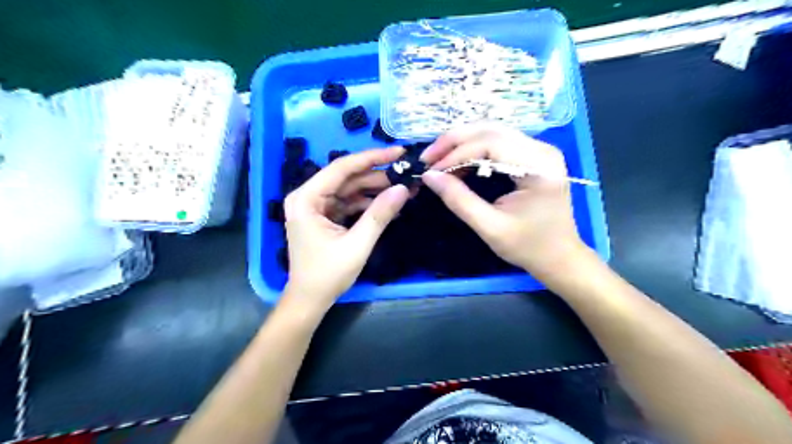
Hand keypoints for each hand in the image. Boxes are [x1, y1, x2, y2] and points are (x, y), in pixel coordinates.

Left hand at [283, 146, 407, 311]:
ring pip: (350, 189)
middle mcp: (308, 197)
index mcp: (307, 199)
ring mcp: (316, 206)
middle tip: (407, 175)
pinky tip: (389, 204)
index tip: (399, 152)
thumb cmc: (327, 275)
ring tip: (404, 190)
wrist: (310, 300)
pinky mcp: (325, 216)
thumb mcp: (357, 245)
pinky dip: (368, 204)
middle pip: (347, 178)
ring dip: (376, 190)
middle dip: (378, 177)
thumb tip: (403, 188)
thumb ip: (379, 215)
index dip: (372, 158)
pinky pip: (349, 203)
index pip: (341, 168)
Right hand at [421, 123, 586, 275]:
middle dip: (454, 141)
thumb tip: (428, 176)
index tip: (430, 170)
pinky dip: (473, 150)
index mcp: (538, 166)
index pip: (490, 144)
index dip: (456, 154)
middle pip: (490, 130)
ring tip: (438, 160)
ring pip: (492, 132)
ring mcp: (539, 150)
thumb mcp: (490, 227)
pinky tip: (457, 163)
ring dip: (461, 143)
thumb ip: (459, 200)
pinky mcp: (533, 156)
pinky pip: (498, 142)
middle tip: (428, 158)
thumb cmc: (529, 247)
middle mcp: (542, 149)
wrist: (559, 257)